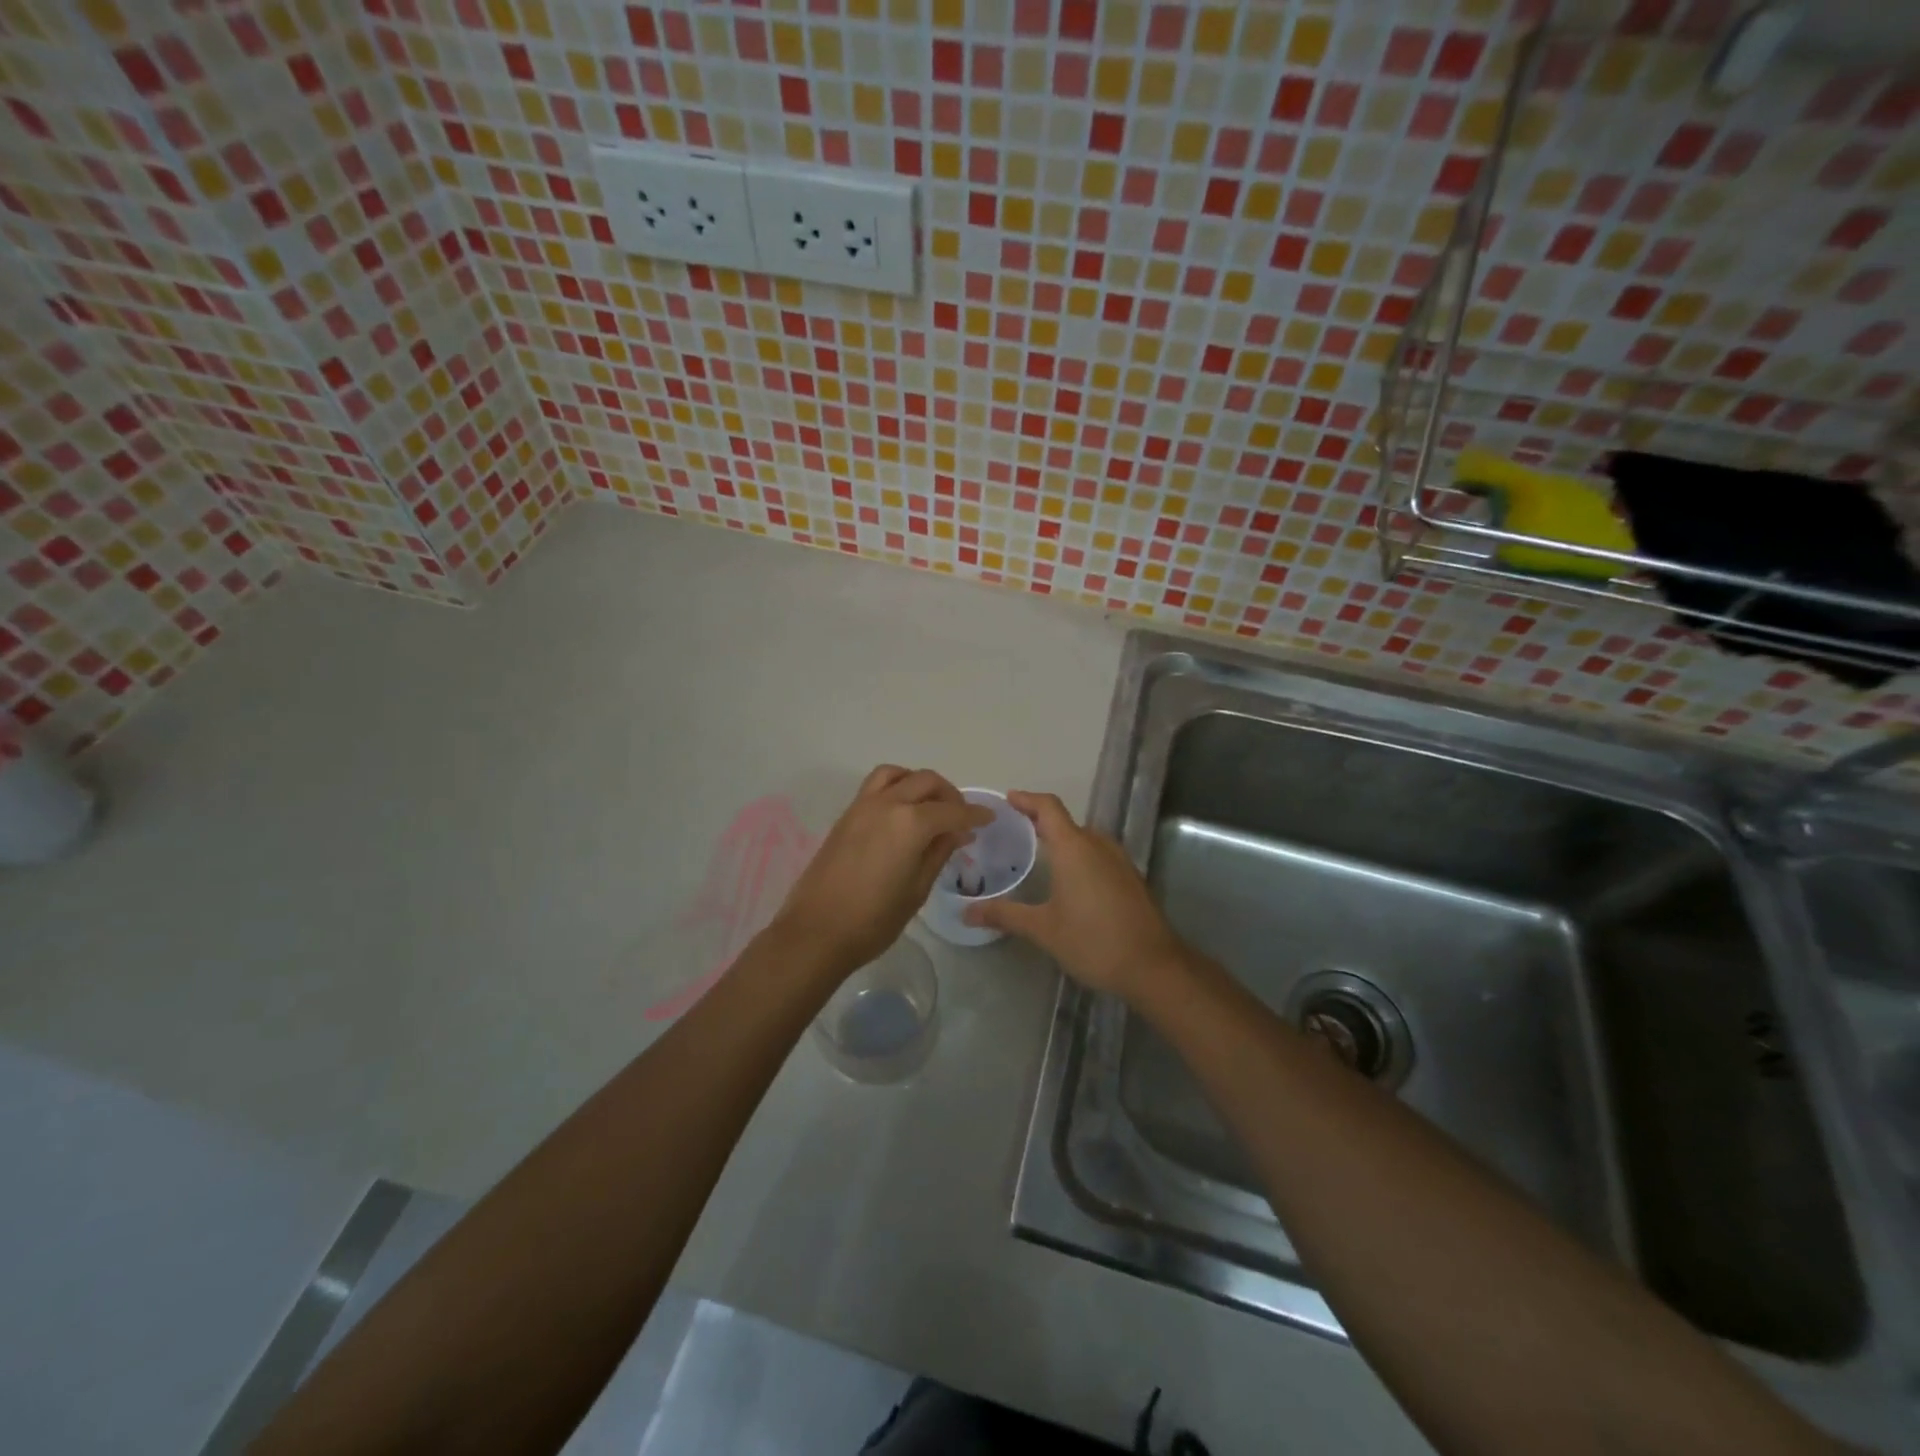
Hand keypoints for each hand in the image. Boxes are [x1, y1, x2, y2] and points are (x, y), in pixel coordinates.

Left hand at [769, 766, 991, 981]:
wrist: (816, 932)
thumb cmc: (874, 920)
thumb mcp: (917, 890)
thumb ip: (939, 853)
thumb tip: (958, 833)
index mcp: (910, 823)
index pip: (952, 810)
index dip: (974, 814)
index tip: (988, 818)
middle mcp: (887, 804)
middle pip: (926, 781)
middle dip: (949, 794)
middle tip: (960, 816)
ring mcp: (862, 806)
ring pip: (897, 774)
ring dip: (918, 782)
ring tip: (929, 806)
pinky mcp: (846, 815)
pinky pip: (876, 786)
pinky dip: (896, 787)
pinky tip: (902, 814)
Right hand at [962, 791, 1187, 1003]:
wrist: (1153, 965)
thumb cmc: (1093, 940)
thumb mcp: (1043, 929)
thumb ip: (1005, 915)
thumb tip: (966, 913)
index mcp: (1074, 847)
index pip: (1048, 807)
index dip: (1027, 799)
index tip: (1007, 800)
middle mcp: (1098, 844)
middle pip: (1065, 822)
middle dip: (1039, 822)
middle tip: (1012, 832)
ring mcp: (1118, 860)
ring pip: (1084, 838)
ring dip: (1060, 840)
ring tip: (1035, 854)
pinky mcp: (1129, 877)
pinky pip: (1097, 854)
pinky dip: (1078, 855)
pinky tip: (1067, 879)